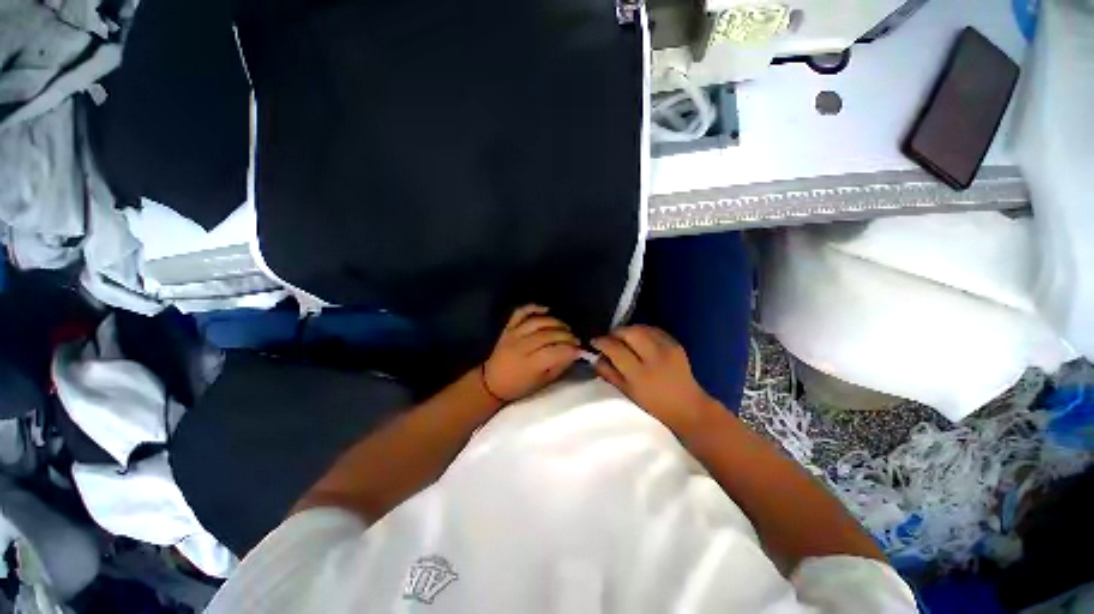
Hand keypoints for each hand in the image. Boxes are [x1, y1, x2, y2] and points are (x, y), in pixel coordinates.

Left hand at [482, 305, 580, 401]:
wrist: (492, 382)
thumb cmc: (520, 386)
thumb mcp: (543, 382)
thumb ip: (559, 365)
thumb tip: (574, 352)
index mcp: (530, 365)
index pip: (556, 351)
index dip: (571, 349)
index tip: (580, 349)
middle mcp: (521, 347)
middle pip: (549, 335)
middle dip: (567, 335)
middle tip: (576, 339)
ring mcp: (513, 335)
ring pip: (538, 322)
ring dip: (556, 322)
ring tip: (565, 328)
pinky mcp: (508, 328)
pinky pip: (520, 312)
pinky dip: (534, 307)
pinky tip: (547, 310)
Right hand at [592, 325, 719, 437]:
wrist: (688, 407)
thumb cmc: (654, 405)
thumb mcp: (627, 393)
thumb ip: (609, 373)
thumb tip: (596, 357)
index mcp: (640, 374)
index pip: (615, 348)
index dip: (601, 342)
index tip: (594, 342)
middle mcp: (654, 357)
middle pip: (629, 332)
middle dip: (615, 332)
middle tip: (609, 339)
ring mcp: (667, 348)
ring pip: (641, 328)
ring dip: (628, 330)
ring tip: (623, 339)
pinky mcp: (675, 344)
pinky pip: (654, 330)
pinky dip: (642, 331)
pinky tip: (639, 339)